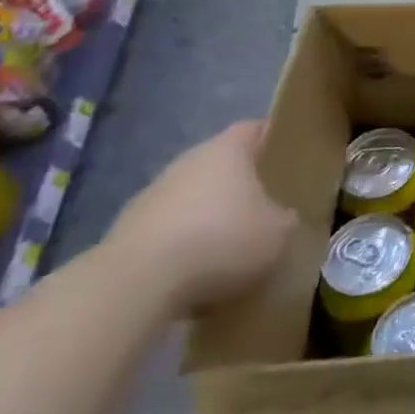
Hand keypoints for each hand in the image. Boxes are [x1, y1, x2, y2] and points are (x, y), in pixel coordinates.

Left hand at [105, 120, 295, 314]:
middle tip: (265, 204)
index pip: (255, 128)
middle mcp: (188, 161)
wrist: (135, 285)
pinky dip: (181, 244)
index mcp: (227, 150)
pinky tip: (194, 273)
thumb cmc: (220, 241)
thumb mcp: (277, 233)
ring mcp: (151, 195)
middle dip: (240, 182)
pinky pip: (166, 230)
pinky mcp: (125, 231)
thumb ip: (285, 219)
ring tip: (228, 246)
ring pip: (191, 197)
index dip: (272, 138)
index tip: (289, 155)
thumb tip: (283, 218)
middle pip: (220, 163)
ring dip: (207, 215)